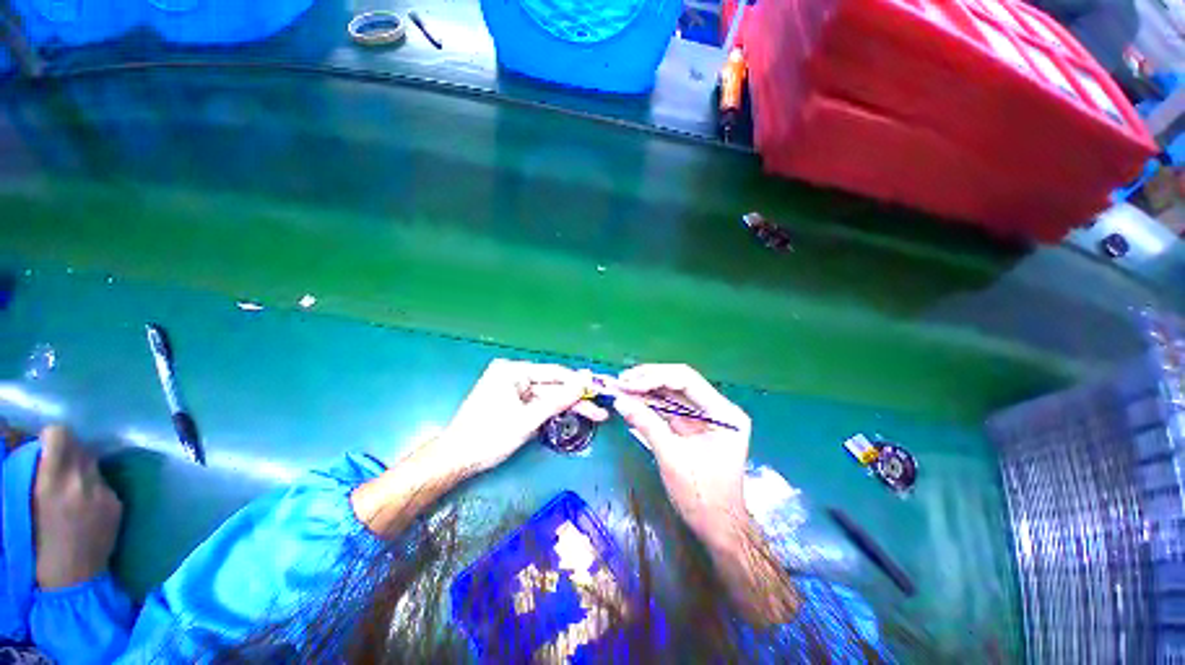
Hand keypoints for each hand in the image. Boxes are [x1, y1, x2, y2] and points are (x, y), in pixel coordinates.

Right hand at [33, 426, 122, 589]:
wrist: (72, 581)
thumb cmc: (35, 546)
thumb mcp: (24, 504)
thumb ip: (32, 472)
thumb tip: (36, 449)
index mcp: (53, 481)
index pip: (60, 434)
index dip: (51, 437)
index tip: (44, 447)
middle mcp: (83, 481)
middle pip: (79, 446)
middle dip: (66, 451)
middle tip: (54, 467)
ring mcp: (104, 491)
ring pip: (92, 463)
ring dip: (80, 468)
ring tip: (68, 488)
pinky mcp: (118, 503)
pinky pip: (104, 483)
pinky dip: (93, 486)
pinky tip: (83, 505)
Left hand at [431, 359, 608, 476]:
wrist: (456, 460)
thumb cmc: (489, 437)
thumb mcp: (528, 419)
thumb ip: (559, 399)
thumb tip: (585, 381)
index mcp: (512, 370)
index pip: (553, 373)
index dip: (578, 383)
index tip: (600, 390)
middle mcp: (513, 373)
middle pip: (552, 386)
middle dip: (575, 399)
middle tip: (600, 410)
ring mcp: (512, 387)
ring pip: (547, 396)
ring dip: (567, 407)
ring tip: (594, 416)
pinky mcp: (512, 400)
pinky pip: (537, 403)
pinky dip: (553, 411)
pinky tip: (572, 415)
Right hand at [612, 366, 796, 624]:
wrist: (716, 527)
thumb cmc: (701, 496)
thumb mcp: (672, 457)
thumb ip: (646, 424)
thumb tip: (619, 400)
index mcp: (723, 413)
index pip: (686, 380)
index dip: (654, 377)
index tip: (627, 383)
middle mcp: (716, 408)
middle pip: (678, 382)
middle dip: (647, 380)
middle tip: (620, 381)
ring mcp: (705, 416)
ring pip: (671, 393)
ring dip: (645, 390)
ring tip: (620, 388)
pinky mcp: (693, 426)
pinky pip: (668, 408)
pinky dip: (649, 404)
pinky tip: (631, 400)